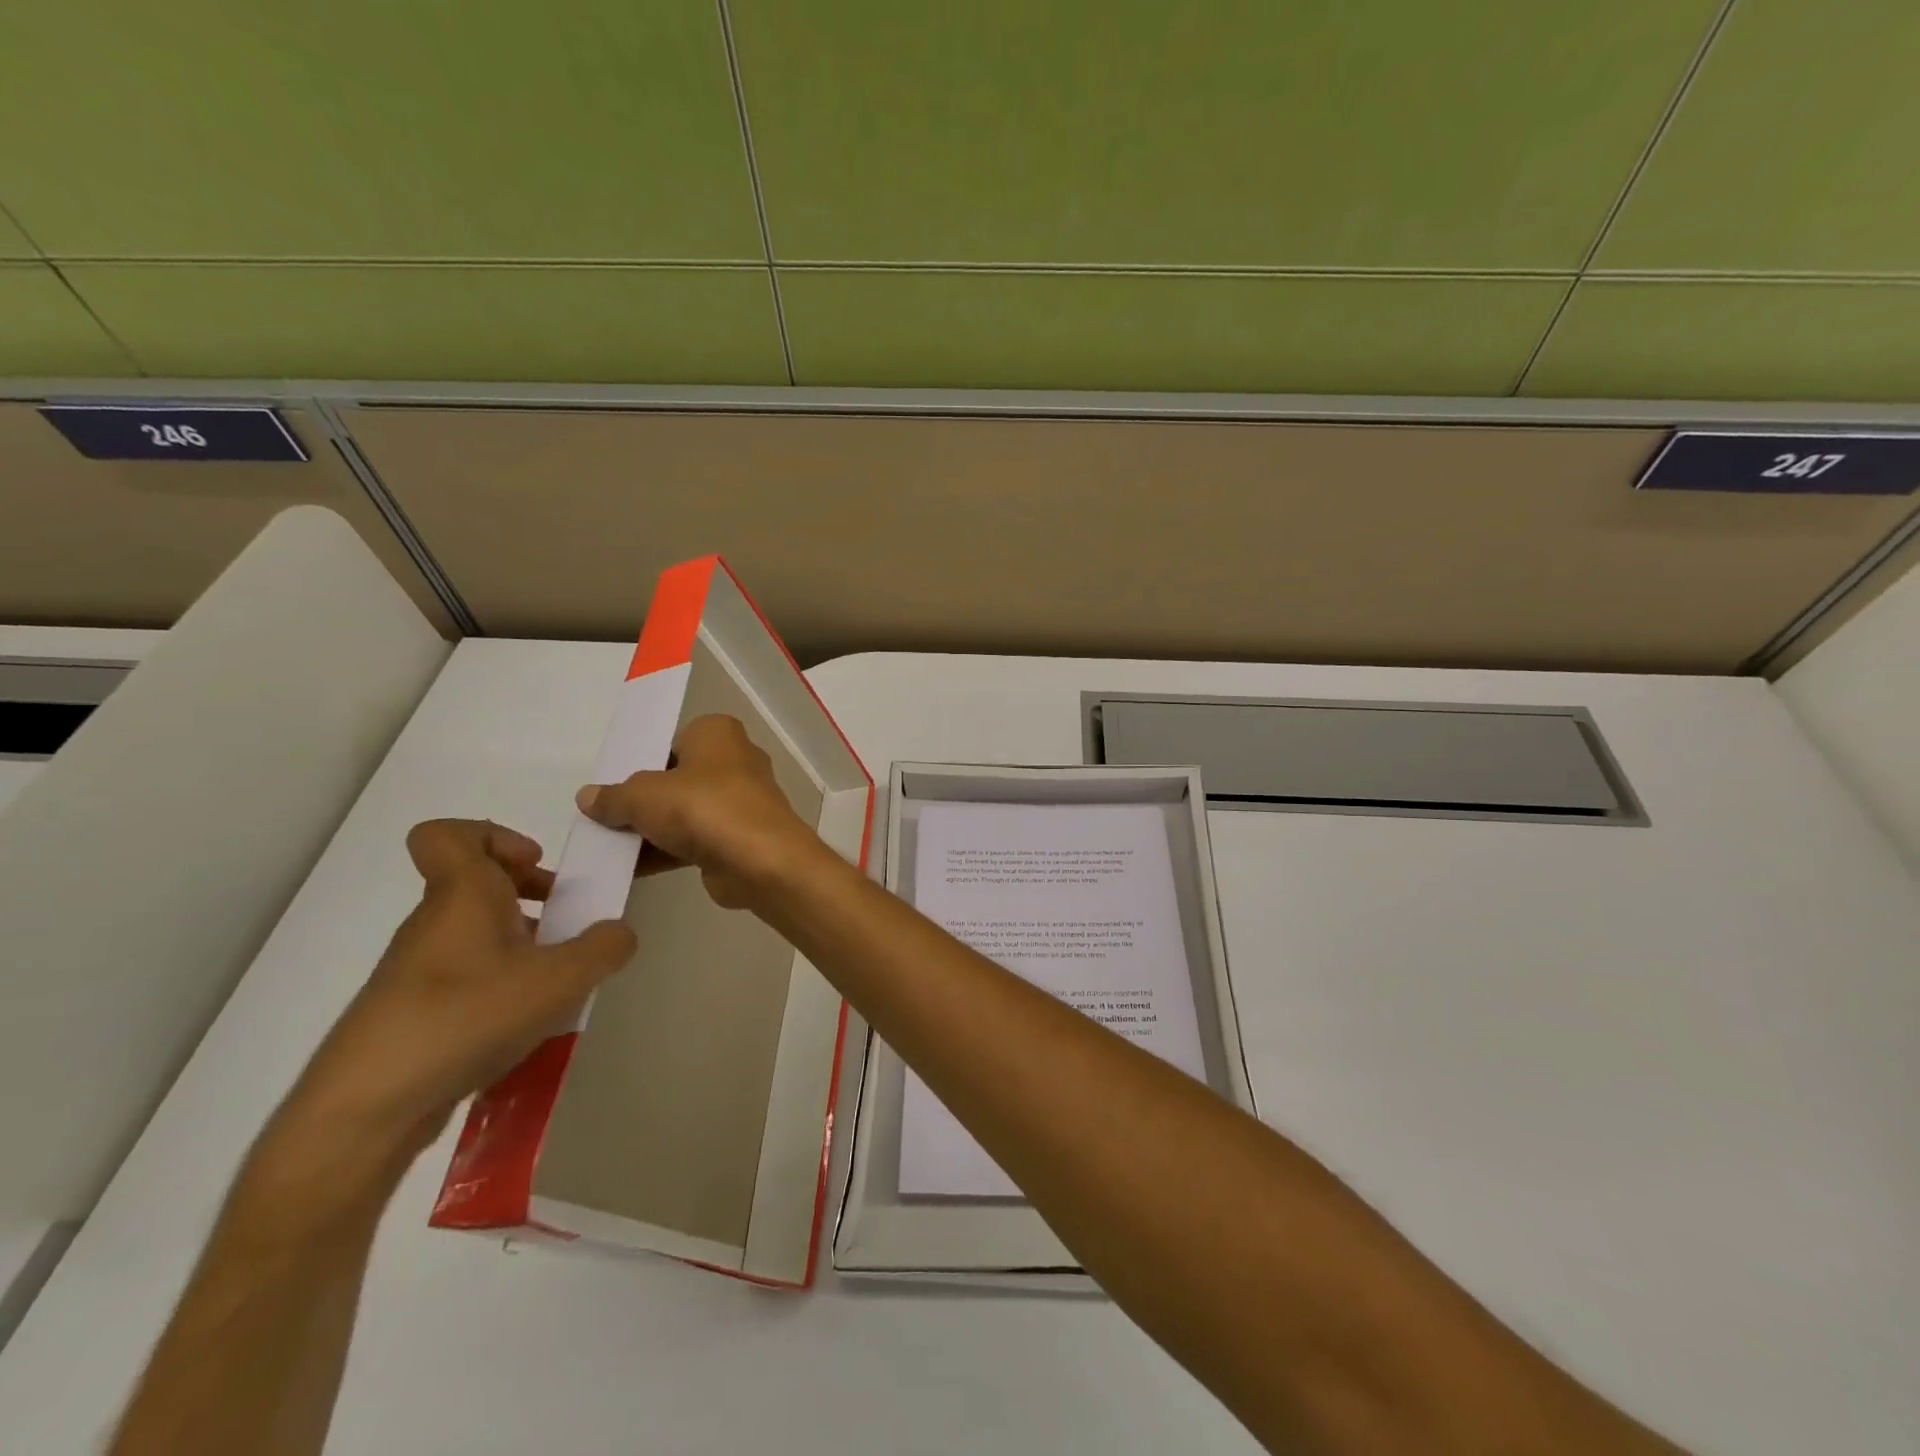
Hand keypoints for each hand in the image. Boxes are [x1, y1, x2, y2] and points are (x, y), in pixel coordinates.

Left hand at [282, 820, 635, 1164]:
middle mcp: (435, 922)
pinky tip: (526, 1023)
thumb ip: (604, 947)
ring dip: (522, 943)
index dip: (494, 836)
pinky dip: (501, 985)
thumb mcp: (560, 979)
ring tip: (558, 981)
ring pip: (476, 933)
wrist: (367, 1108)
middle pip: (477, 883)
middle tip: (567, 922)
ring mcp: (419, 969)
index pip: (448, 834)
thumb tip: (620, 932)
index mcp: (462, 895)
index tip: (535, 864)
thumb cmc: (466, 1017)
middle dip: (529, 893)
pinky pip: (467, 976)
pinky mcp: (414, 1012)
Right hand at [575, 713, 826, 912]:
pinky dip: (668, 851)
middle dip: (645, 799)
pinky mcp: (741, 837)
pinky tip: (630, 869)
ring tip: (608, 848)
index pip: (673, 741)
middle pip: (678, 778)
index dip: (642, 762)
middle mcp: (736, 760)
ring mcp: (742, 801)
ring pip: (686, 811)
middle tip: (606, 817)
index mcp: (718, 733)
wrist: (760, 860)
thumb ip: (614, 796)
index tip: (614, 784)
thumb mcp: (643, 796)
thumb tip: (588, 797)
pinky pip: (696, 840)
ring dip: (653, 830)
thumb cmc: (703, 807)